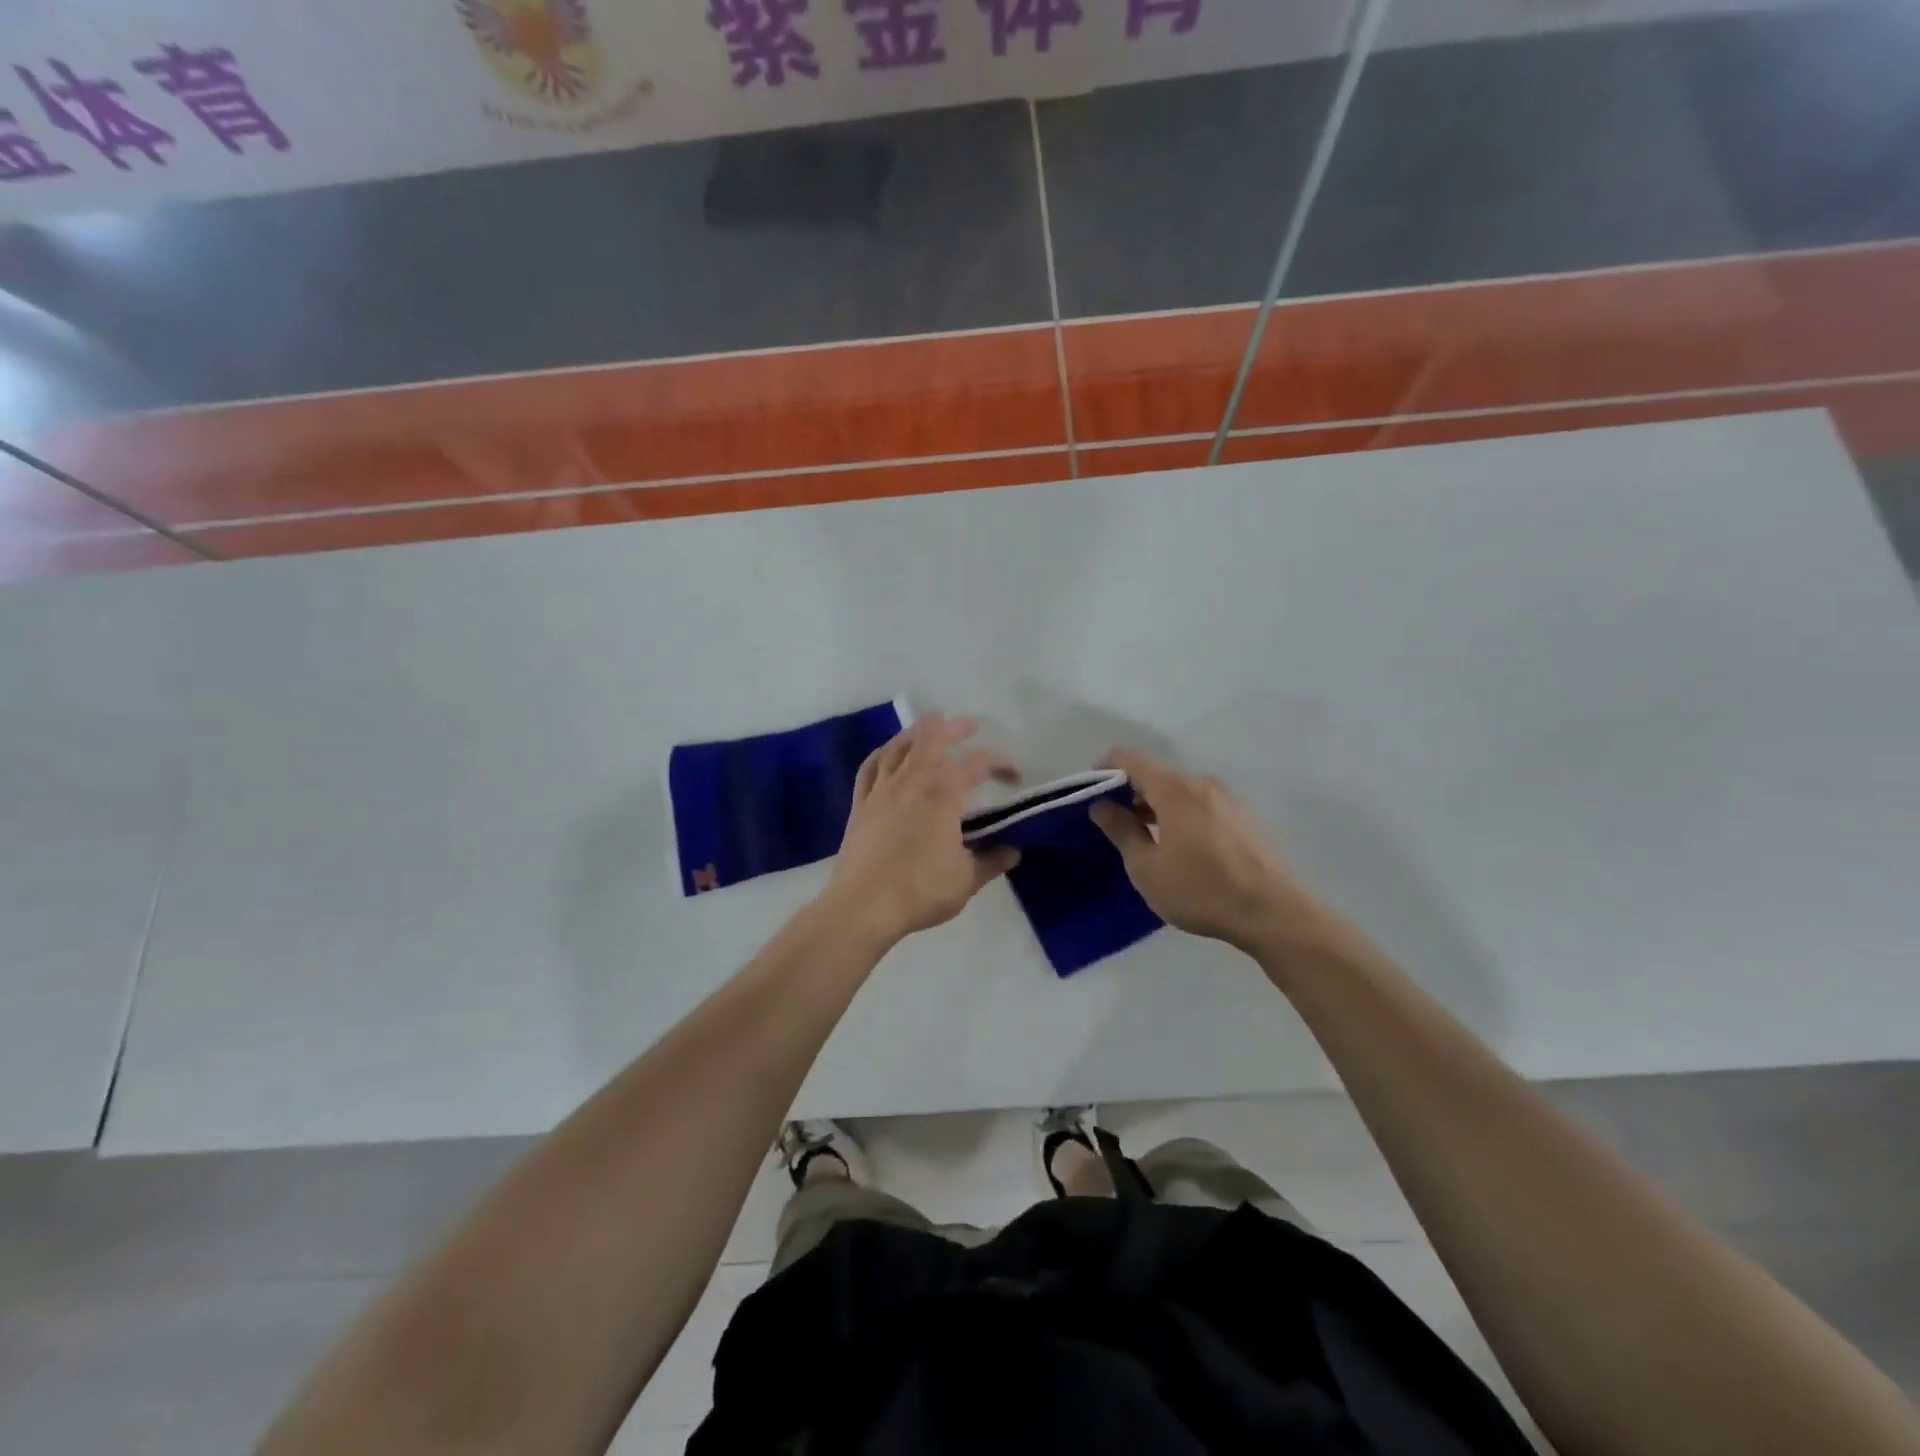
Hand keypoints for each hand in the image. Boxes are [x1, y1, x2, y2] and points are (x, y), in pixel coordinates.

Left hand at [822, 714, 1020, 947]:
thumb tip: (1013, 852)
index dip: (1001, 763)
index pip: (978, 764)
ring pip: (900, 746)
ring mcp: (882, 789)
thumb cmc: (920, 890)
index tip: (1015, 776)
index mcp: (944, 794)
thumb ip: (991, 862)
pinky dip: (883, 752)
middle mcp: (913, 781)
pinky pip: (871, 766)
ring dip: (919, 731)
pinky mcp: (861, 803)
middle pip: (934, 739)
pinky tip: (889, 752)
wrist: (863, 906)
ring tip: (932, 724)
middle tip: (971, 725)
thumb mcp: (966, 880)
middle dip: (955, 728)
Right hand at [1090, 749, 1351, 959]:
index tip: (1093, 797)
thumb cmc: (1200, 890)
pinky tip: (1188, 852)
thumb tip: (1101, 806)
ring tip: (1152, 843)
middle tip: (1119, 828)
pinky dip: (1185, 817)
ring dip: (1160, 807)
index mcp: (1174, 789)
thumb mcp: (1146, 867)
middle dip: (1132, 794)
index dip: (1104, 771)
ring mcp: (1229, 799)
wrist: (1273, 913)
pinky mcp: (1247, 818)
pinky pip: (1204, 806)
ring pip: (1182, 792)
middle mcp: (1202, 783)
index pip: (1128, 759)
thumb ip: (1121, 830)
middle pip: (1157, 775)